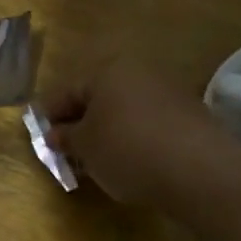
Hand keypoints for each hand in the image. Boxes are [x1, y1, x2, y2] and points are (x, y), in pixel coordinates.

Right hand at [45, 57, 220, 205]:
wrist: (199, 170)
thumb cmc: (127, 150)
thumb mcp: (85, 147)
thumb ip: (66, 137)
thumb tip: (57, 134)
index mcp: (108, 70)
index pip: (68, 91)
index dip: (50, 115)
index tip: (41, 138)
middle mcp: (139, 72)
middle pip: (99, 98)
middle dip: (81, 124)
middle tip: (68, 151)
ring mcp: (168, 91)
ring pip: (125, 110)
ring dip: (109, 132)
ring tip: (99, 162)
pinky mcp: (190, 115)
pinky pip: (150, 123)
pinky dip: (135, 139)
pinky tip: (132, 162)